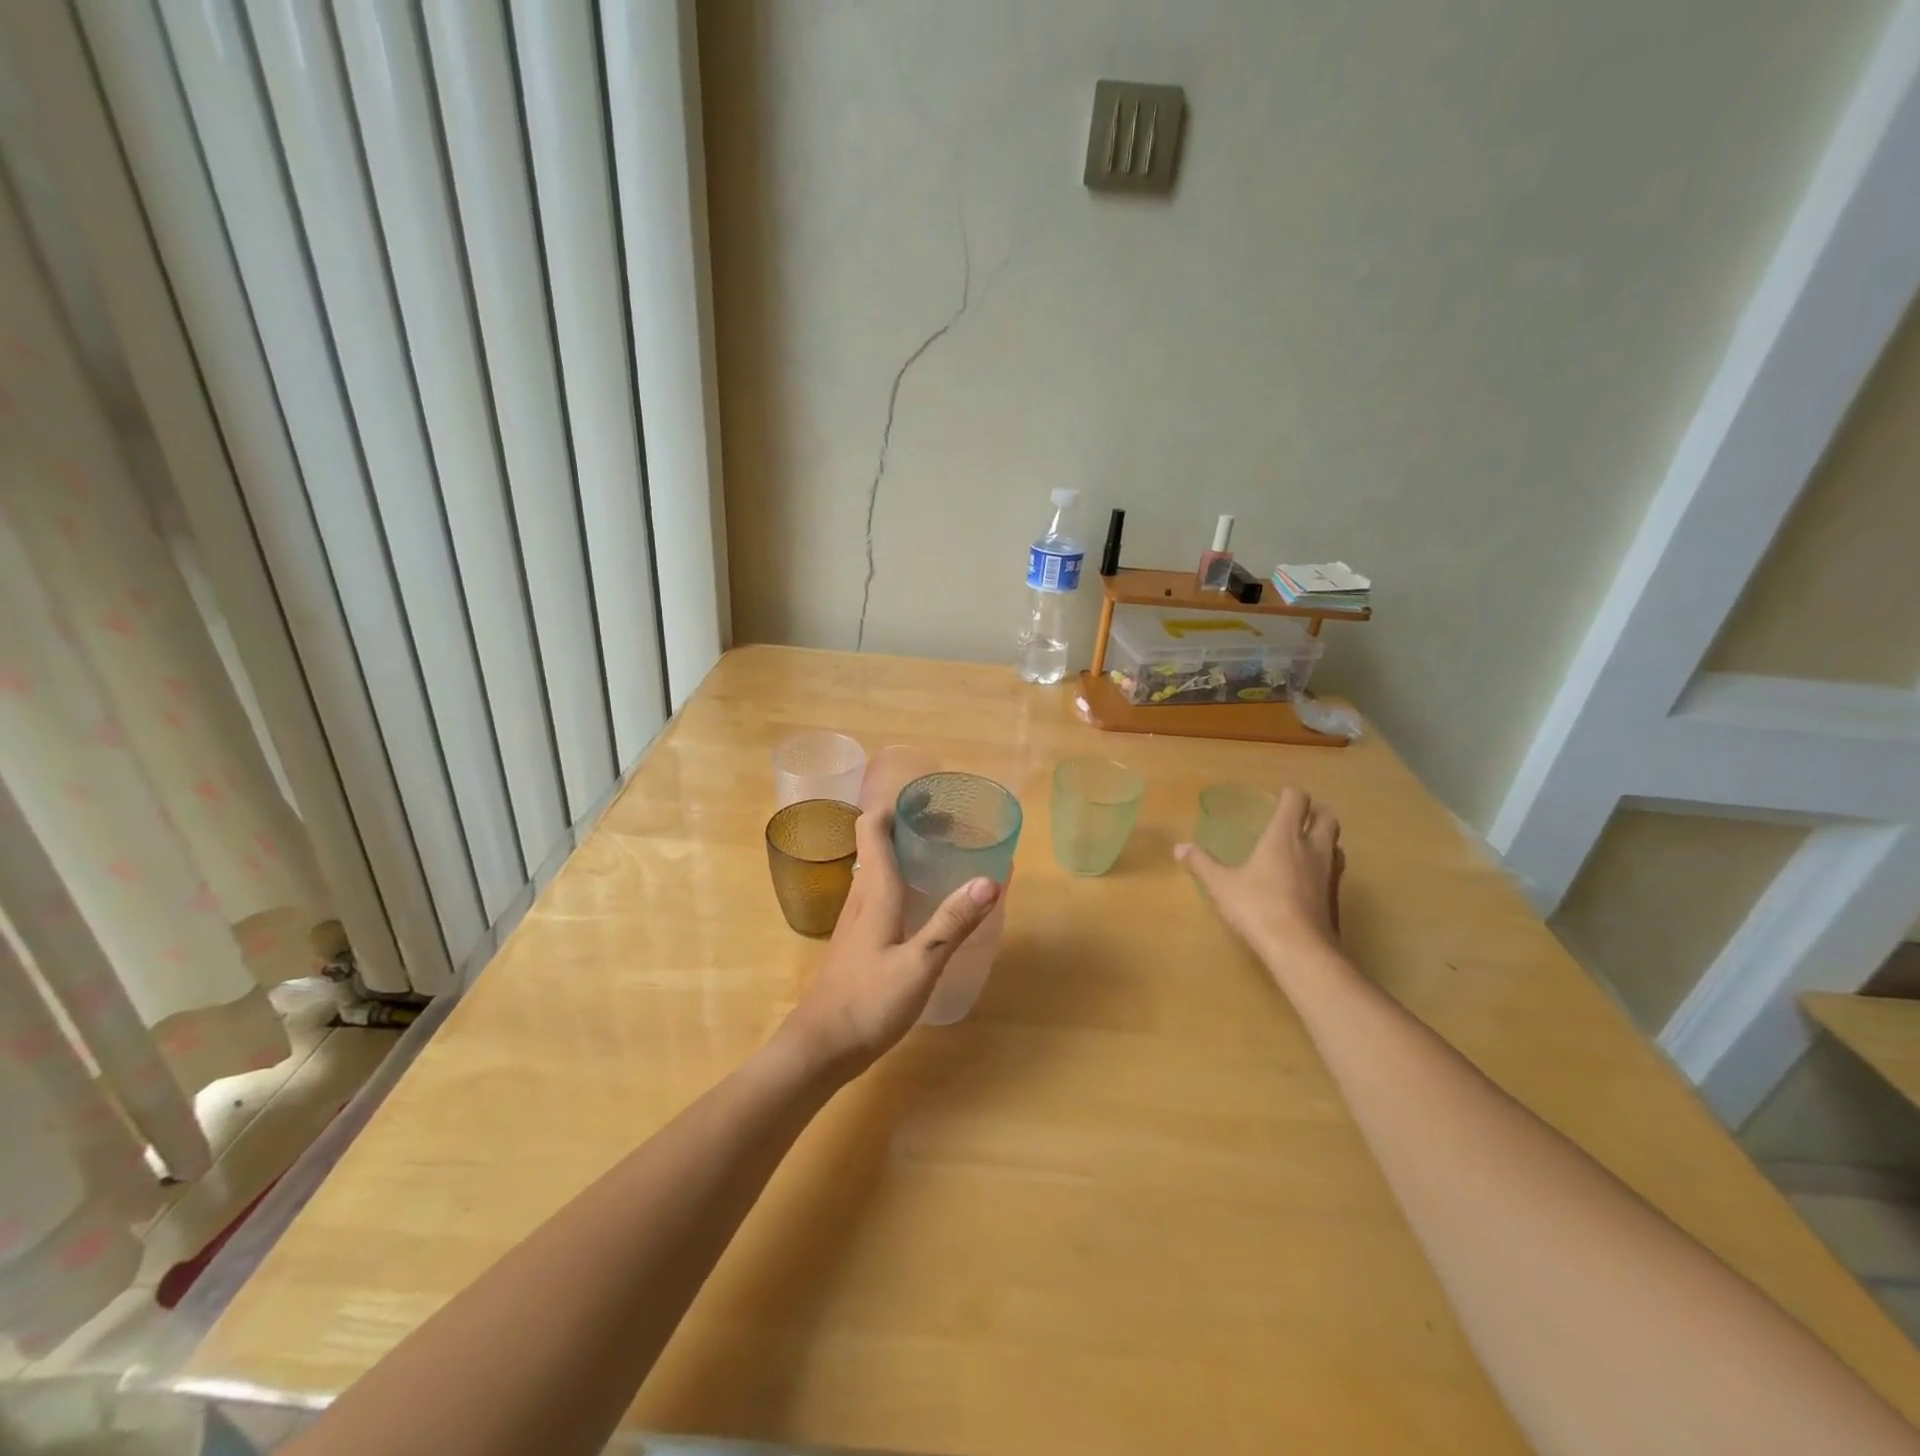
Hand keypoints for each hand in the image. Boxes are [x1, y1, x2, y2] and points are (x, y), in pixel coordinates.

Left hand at [778, 806, 998, 1079]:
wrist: (819, 1048)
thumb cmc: (868, 1002)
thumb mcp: (920, 964)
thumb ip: (953, 922)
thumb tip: (991, 878)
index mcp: (874, 890)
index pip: (872, 826)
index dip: (896, 805)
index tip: (930, 798)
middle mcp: (862, 896)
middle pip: (878, 843)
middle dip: (910, 826)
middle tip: (952, 826)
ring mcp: (856, 920)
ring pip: (879, 868)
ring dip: (907, 853)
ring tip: (945, 856)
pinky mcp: (858, 941)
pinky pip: (881, 894)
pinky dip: (904, 882)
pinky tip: (926, 903)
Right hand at [1176, 787, 1346, 976]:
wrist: (1300, 949)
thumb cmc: (1258, 907)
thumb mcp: (1221, 885)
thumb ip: (1201, 864)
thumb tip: (1180, 848)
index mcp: (1285, 837)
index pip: (1297, 801)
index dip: (1290, 794)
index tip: (1279, 795)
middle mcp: (1313, 848)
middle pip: (1327, 818)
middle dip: (1315, 812)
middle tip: (1298, 816)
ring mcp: (1329, 873)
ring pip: (1335, 844)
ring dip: (1324, 838)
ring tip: (1306, 844)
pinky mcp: (1335, 897)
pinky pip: (1334, 870)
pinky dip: (1324, 865)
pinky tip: (1307, 878)